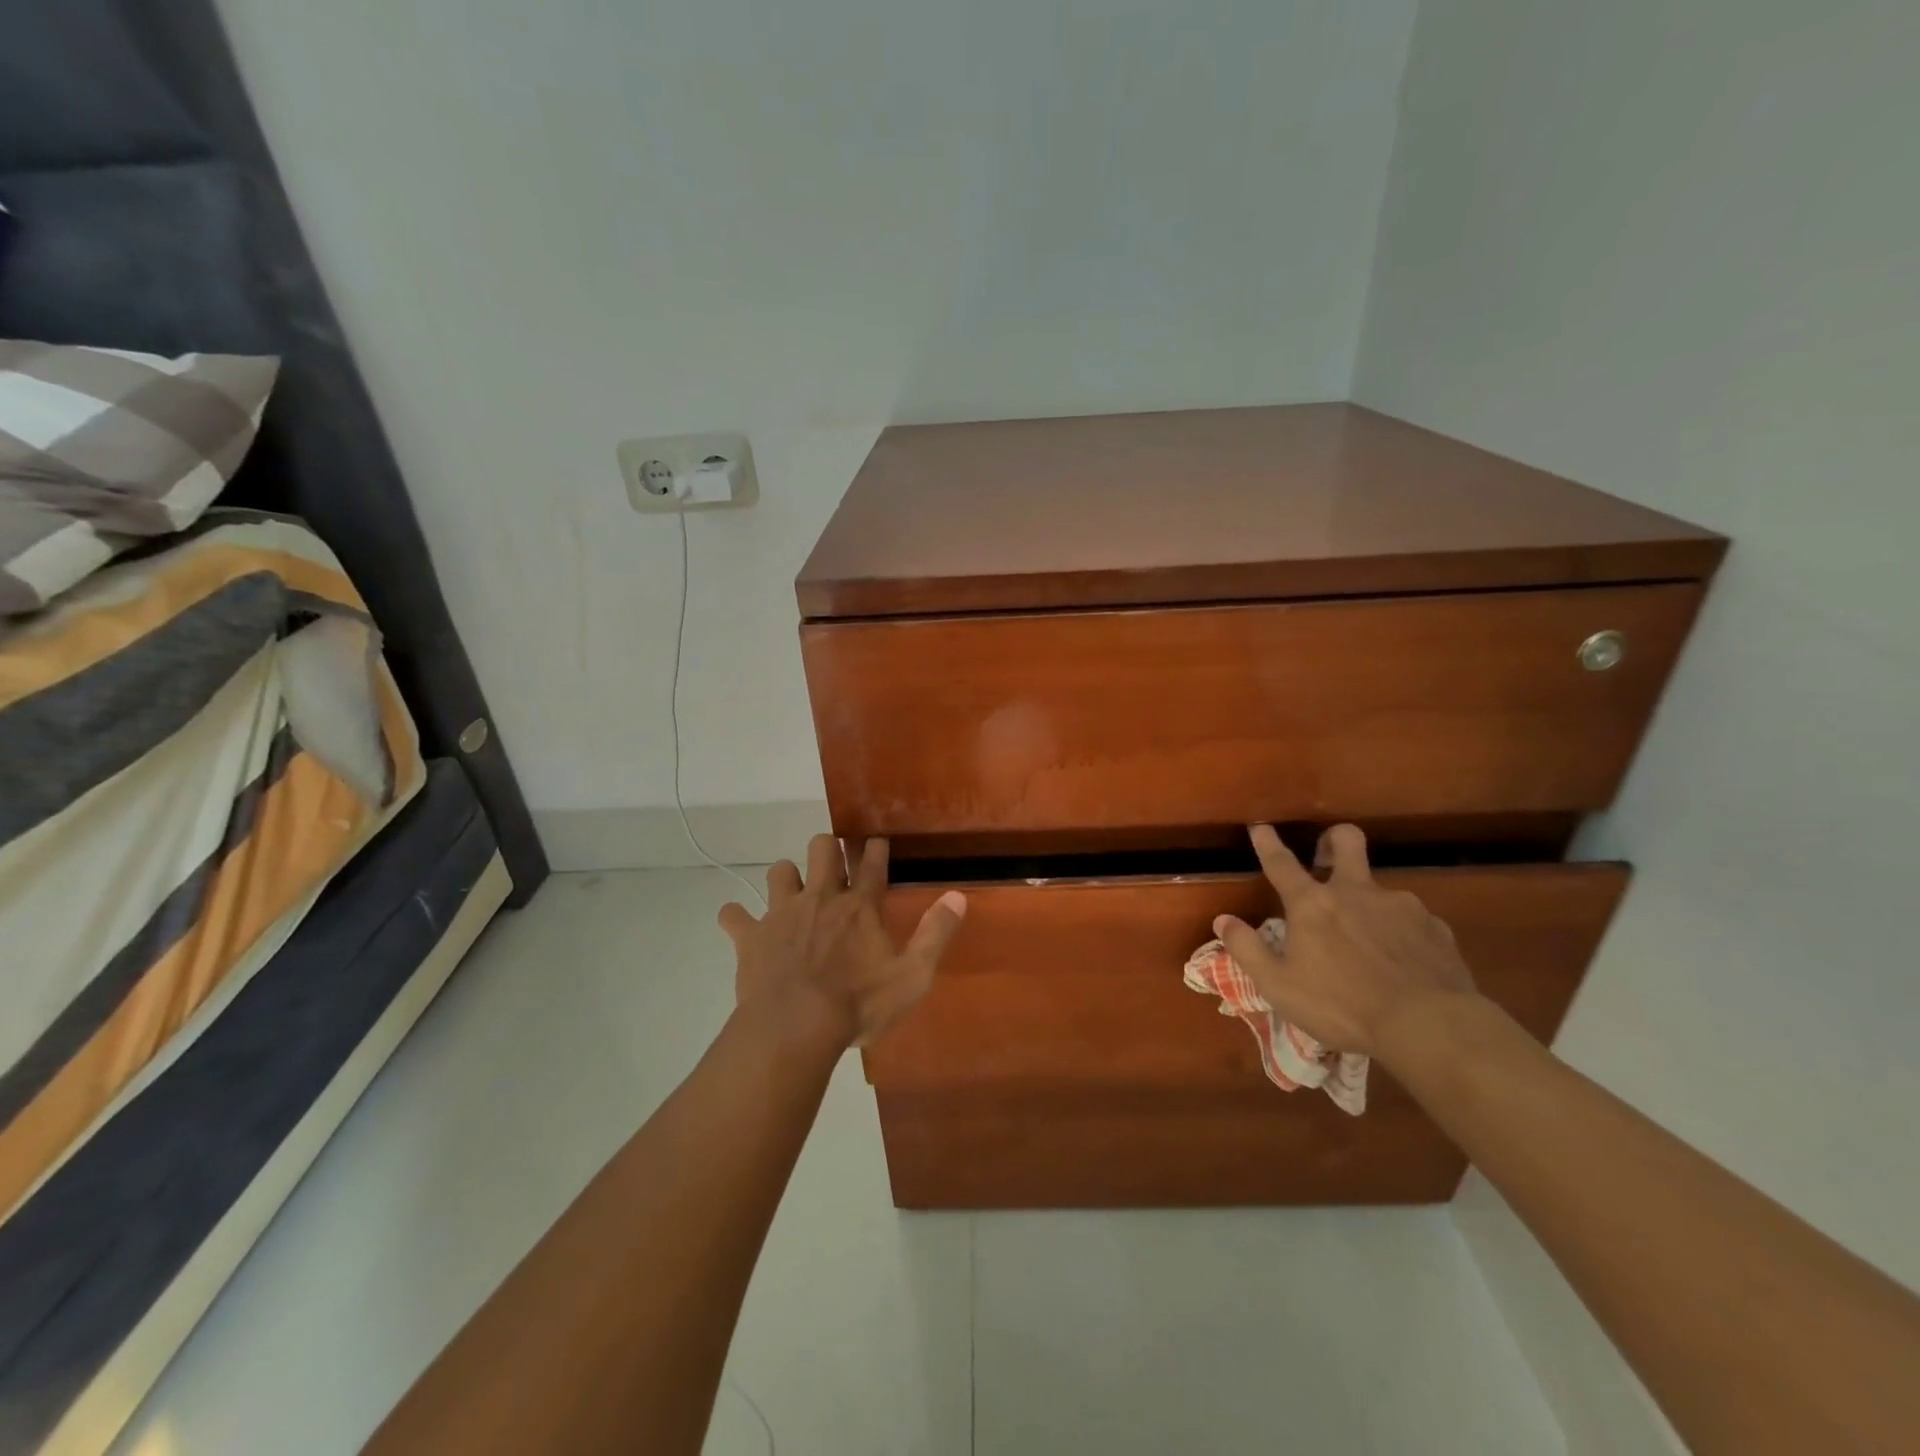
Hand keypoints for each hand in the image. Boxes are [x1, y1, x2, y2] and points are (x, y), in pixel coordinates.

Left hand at [718, 835, 966, 1048]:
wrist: (796, 1027)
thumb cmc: (859, 1004)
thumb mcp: (912, 976)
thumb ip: (935, 934)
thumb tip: (958, 896)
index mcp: (860, 906)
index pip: (873, 864)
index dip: (876, 849)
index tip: (876, 840)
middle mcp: (821, 898)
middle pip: (822, 849)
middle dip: (828, 848)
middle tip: (832, 861)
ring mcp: (782, 913)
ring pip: (779, 870)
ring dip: (786, 876)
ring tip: (791, 890)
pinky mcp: (752, 936)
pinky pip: (734, 915)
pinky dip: (736, 917)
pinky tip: (738, 923)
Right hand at [1213, 824, 1478, 1062]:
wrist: (1429, 1026)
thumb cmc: (1341, 1006)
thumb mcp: (1278, 985)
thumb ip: (1247, 948)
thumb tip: (1223, 920)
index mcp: (1312, 904)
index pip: (1281, 863)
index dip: (1268, 843)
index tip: (1260, 827)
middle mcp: (1356, 892)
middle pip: (1346, 841)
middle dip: (1333, 840)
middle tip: (1326, 858)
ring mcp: (1400, 906)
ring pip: (1380, 889)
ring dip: (1368, 904)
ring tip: (1367, 944)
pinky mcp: (1435, 928)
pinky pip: (1411, 921)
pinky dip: (1400, 933)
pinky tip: (1402, 963)